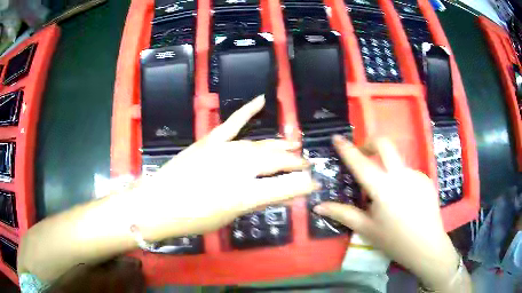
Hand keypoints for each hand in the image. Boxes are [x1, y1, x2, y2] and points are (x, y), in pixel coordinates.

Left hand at [126, 95, 317, 240]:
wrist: (158, 204)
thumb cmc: (193, 219)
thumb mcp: (230, 216)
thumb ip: (256, 201)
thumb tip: (279, 192)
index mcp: (245, 194)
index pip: (285, 186)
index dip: (304, 185)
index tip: (315, 182)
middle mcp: (239, 168)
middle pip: (276, 161)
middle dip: (294, 162)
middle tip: (305, 164)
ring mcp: (224, 149)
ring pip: (260, 144)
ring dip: (279, 145)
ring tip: (293, 145)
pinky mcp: (210, 140)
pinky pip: (233, 122)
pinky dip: (248, 110)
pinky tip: (262, 100)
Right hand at [314, 136, 462, 290]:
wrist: (427, 246)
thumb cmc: (394, 240)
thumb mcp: (366, 229)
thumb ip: (343, 214)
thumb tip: (318, 206)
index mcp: (383, 188)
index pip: (360, 163)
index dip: (347, 149)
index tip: (337, 138)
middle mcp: (401, 175)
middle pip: (385, 144)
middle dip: (370, 143)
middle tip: (363, 154)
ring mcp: (416, 174)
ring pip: (397, 162)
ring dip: (387, 169)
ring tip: (387, 196)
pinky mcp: (426, 179)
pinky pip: (408, 173)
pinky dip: (400, 180)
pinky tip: (403, 201)